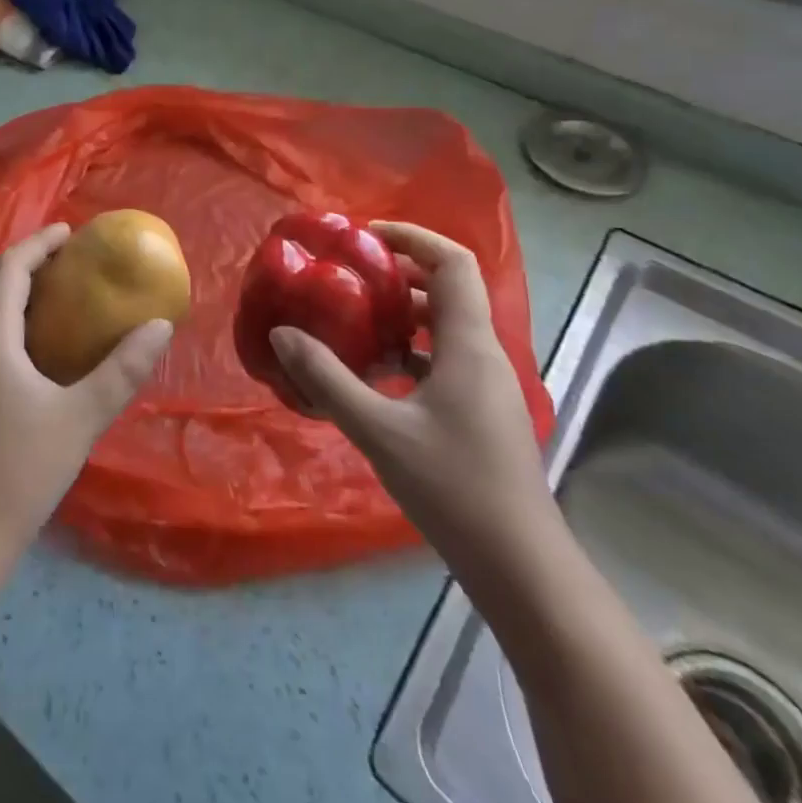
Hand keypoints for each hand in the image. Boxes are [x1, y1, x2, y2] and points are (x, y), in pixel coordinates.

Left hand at [0, 223, 173, 574]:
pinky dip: (0, 317)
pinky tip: (29, 345)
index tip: (71, 232)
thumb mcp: (81, 418)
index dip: (39, 243)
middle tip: (64, 260)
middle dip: (22, 260)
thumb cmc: (19, 471)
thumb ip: (122, 369)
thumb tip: (160, 327)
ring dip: (9, 288)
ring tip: (51, 294)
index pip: (9, 268)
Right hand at [269, 221, 553, 576]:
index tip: (365, 237)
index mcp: (468, 344)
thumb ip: (326, 378)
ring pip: (441, 327)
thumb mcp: (378, 429)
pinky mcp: (479, 411)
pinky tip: (370, 373)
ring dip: (398, 315)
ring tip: (349, 319)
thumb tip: (281, 334)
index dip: (413, 237)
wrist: (520, 566)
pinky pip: (441, 359)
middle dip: (396, 274)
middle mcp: (483, 354)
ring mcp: (485, 384)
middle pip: (445, 290)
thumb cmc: (453, 487)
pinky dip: (406, 351)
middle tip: (345, 275)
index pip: (453, 263)